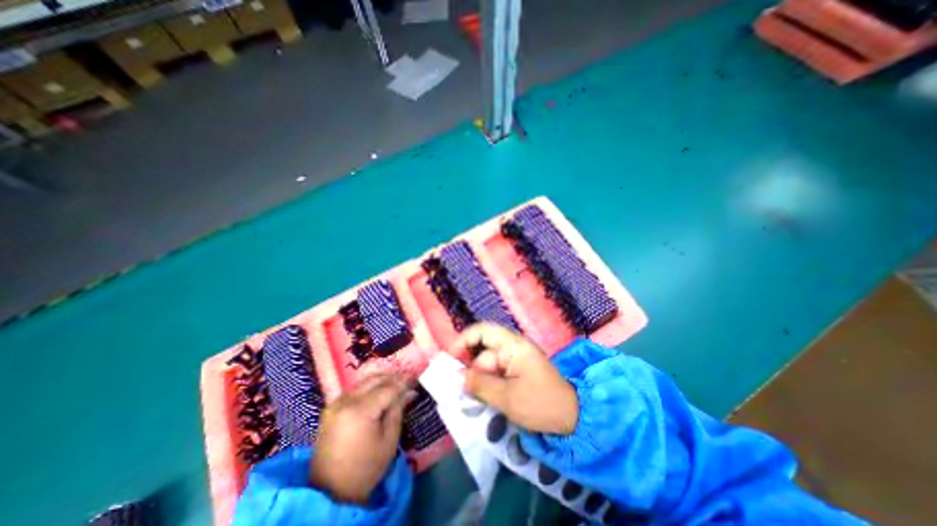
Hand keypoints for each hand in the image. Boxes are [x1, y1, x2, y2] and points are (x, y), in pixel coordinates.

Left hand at [311, 374, 410, 504]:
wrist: (331, 492)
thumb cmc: (366, 468)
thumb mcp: (389, 440)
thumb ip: (398, 410)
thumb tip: (410, 391)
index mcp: (360, 411)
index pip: (387, 388)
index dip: (403, 382)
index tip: (415, 377)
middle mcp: (346, 401)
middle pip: (374, 380)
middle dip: (393, 378)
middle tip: (407, 379)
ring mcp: (336, 404)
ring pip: (364, 382)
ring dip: (381, 380)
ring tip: (396, 384)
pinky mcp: (331, 408)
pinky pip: (354, 390)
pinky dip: (368, 387)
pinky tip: (379, 391)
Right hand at [452, 325, 578, 435]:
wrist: (572, 418)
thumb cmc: (541, 404)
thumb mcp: (507, 397)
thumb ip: (479, 384)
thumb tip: (457, 376)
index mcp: (513, 345)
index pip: (482, 331)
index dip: (463, 340)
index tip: (450, 359)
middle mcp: (513, 347)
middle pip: (482, 351)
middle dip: (470, 369)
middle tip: (459, 390)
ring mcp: (515, 359)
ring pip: (487, 364)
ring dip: (478, 379)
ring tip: (471, 399)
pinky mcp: (516, 371)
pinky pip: (495, 372)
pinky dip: (487, 383)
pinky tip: (483, 398)